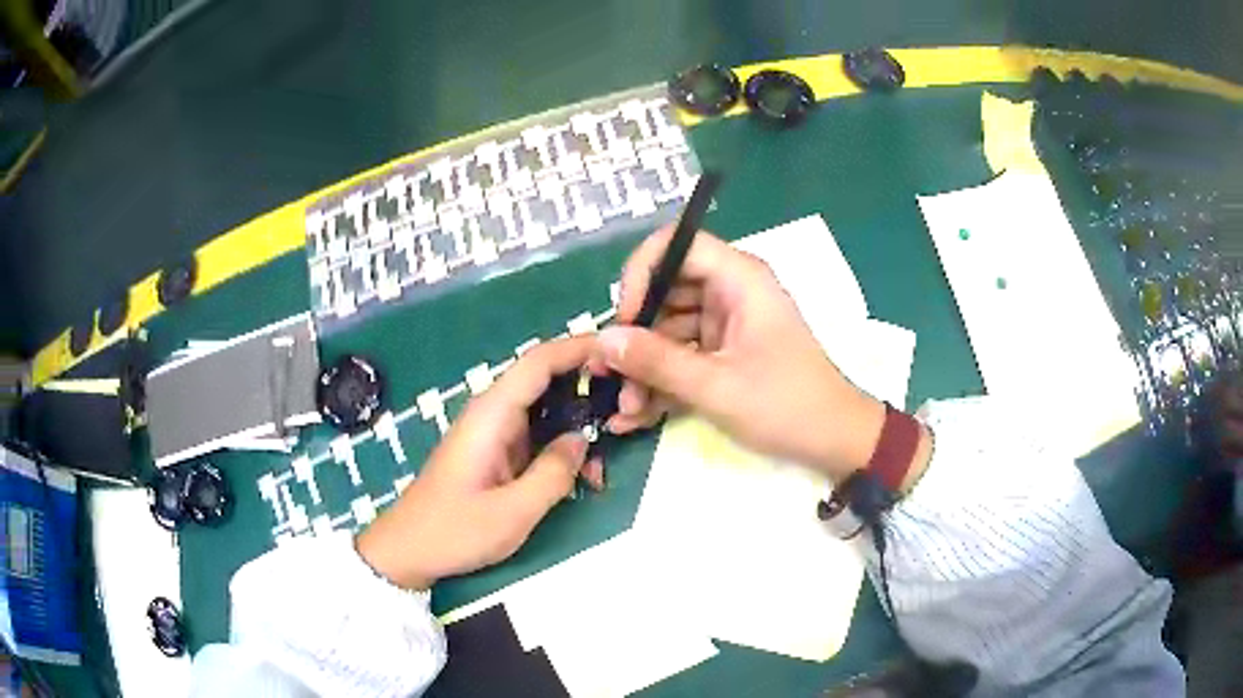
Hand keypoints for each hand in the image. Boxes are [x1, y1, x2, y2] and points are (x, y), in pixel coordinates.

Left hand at [356, 337, 604, 590]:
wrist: (408, 550)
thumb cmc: (455, 531)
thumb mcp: (513, 512)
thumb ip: (554, 473)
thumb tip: (581, 441)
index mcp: (492, 415)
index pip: (538, 362)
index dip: (580, 349)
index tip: (621, 354)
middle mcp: (492, 414)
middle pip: (546, 381)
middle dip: (588, 390)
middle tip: (627, 414)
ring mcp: (493, 433)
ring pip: (545, 411)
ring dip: (577, 427)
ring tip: (603, 466)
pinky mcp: (494, 452)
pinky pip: (535, 436)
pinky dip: (560, 448)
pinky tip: (580, 478)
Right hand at [593, 227, 886, 481]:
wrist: (834, 442)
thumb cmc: (786, 405)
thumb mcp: (716, 386)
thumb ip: (657, 361)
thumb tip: (602, 340)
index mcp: (739, 279)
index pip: (678, 244)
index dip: (643, 272)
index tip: (625, 317)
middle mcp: (730, 292)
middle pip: (666, 292)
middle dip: (635, 335)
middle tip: (607, 373)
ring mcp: (726, 325)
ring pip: (668, 330)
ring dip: (643, 368)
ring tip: (624, 409)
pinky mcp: (724, 354)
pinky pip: (682, 356)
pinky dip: (661, 382)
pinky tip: (635, 417)